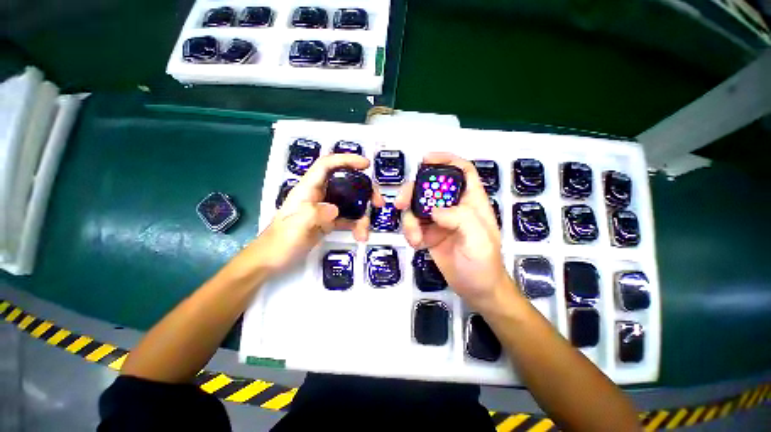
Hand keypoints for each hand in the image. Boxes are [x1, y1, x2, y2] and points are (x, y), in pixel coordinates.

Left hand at [253, 154, 383, 273]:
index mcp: (307, 190)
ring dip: (363, 214)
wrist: (272, 261)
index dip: (346, 160)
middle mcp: (319, 195)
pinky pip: (348, 218)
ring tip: (366, 231)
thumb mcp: (294, 228)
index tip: (365, 165)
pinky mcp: (329, 222)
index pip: (327, 165)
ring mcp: (325, 209)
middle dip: (365, 190)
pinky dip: (357, 225)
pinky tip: (360, 236)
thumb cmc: (278, 242)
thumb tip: (335, 209)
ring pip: (350, 203)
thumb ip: (312, 214)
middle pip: (346, 183)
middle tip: (378, 202)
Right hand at [395, 153, 514, 311]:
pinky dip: (410, 232)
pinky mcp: (429, 233)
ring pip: (417, 206)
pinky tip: (416, 244)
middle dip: (413, 191)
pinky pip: (413, 225)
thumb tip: (433, 210)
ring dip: (409, 219)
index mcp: (472, 201)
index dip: (446, 160)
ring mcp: (439, 220)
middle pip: (430, 186)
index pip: (462, 171)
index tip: (425, 159)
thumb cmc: (484, 264)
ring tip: (414, 237)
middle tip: (401, 203)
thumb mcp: (479, 240)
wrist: (477, 290)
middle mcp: (454, 207)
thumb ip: (460, 219)